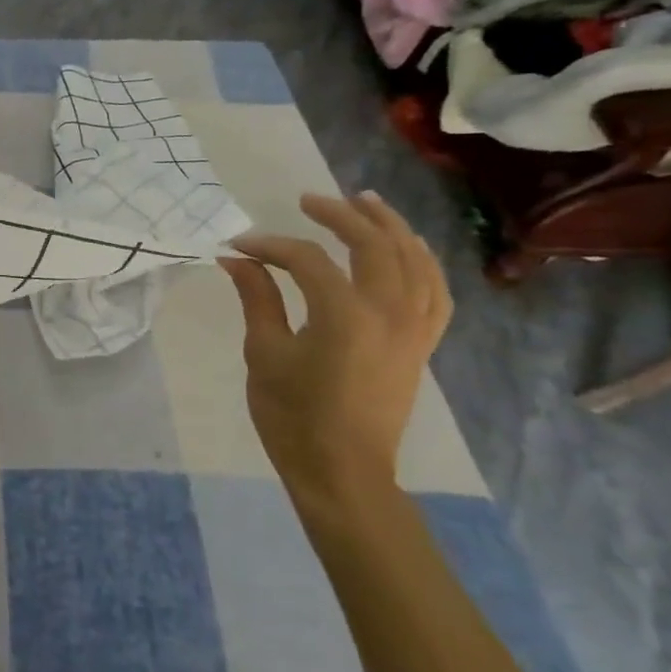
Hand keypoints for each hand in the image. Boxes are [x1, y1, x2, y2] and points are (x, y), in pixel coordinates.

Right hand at [219, 192, 451, 524]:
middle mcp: (389, 312)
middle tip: (309, 201)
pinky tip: (410, 248)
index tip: (238, 246)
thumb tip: (236, 259)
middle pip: (373, 244)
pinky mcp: (422, 343)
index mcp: (344, 315)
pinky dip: (423, 263)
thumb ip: (257, 299)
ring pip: (414, 260)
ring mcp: (414, 327)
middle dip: (340, 215)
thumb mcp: (264, 354)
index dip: (271, 246)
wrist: (342, 470)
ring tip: (365, 202)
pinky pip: (434, 291)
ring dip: (390, 226)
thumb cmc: (293, 416)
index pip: (307, 260)